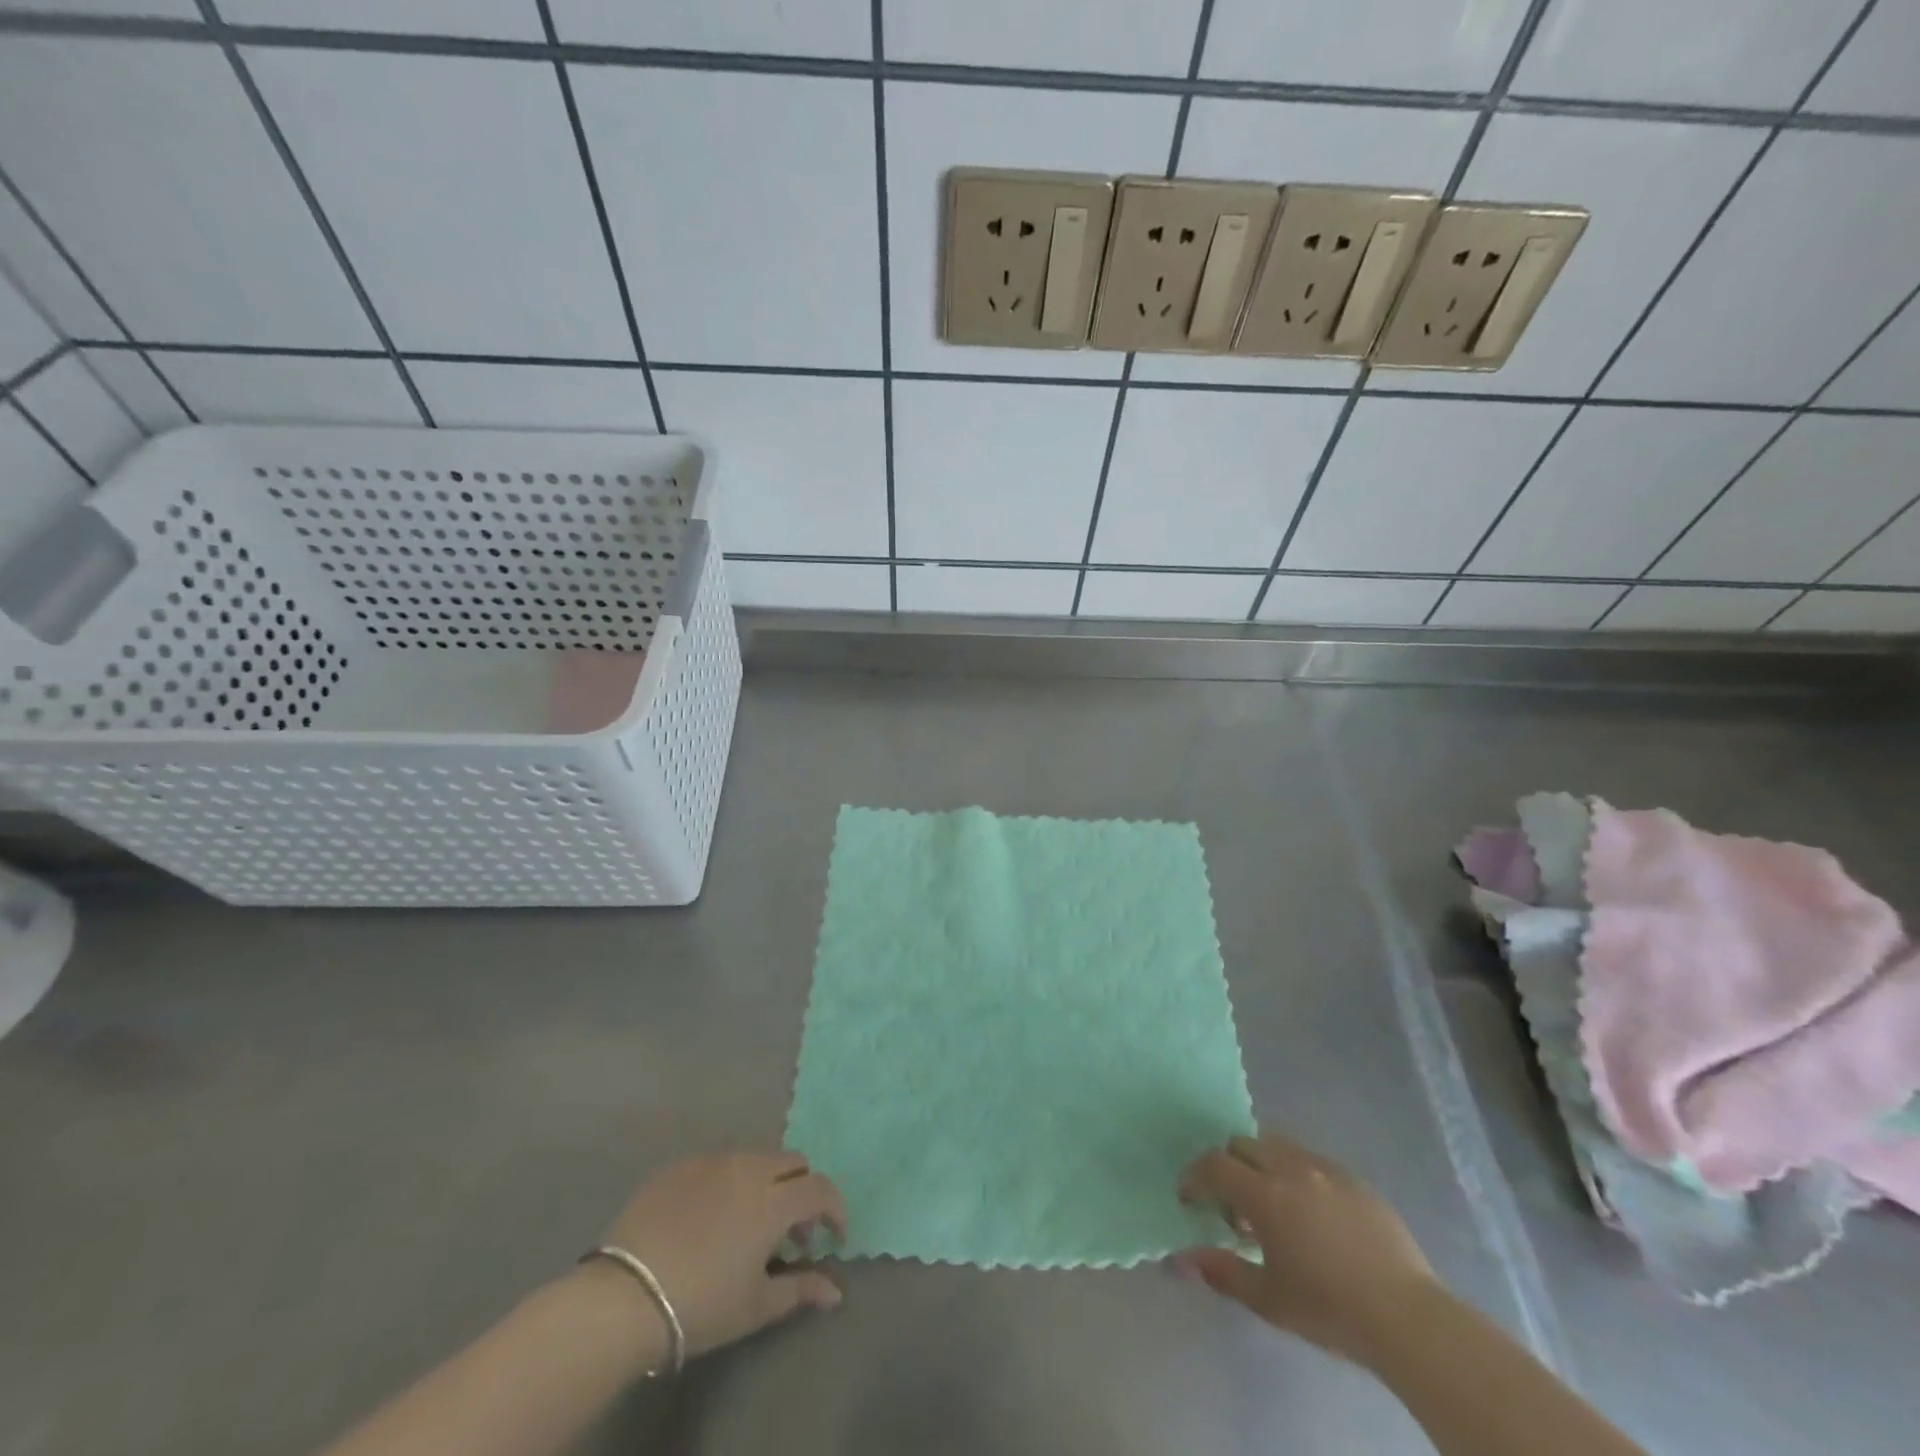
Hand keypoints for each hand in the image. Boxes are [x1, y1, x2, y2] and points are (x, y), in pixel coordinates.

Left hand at [598, 1151, 847, 1359]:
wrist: (623, 1298)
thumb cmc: (701, 1305)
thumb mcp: (756, 1305)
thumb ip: (800, 1289)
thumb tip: (837, 1290)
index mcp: (773, 1200)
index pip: (820, 1189)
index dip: (834, 1209)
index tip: (832, 1237)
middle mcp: (749, 1168)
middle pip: (793, 1161)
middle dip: (802, 1189)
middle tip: (791, 1232)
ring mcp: (713, 1161)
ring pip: (756, 1157)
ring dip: (768, 1182)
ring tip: (750, 1224)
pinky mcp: (681, 1165)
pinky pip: (719, 1163)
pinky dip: (730, 1183)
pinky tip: (711, 1218)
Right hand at [1178, 1132, 1439, 1365]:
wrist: (1407, 1317)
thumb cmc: (1329, 1308)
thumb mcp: (1268, 1299)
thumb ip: (1223, 1272)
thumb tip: (1184, 1258)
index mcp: (1265, 1195)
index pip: (1214, 1166)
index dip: (1194, 1177)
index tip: (1189, 1198)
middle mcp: (1291, 1168)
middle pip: (1242, 1144)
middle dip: (1227, 1166)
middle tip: (1231, 1205)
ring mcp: (1325, 1169)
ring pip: (1277, 1144)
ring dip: (1260, 1163)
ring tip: (1271, 1203)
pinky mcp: (1354, 1178)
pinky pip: (1310, 1159)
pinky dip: (1295, 1172)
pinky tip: (1309, 1211)